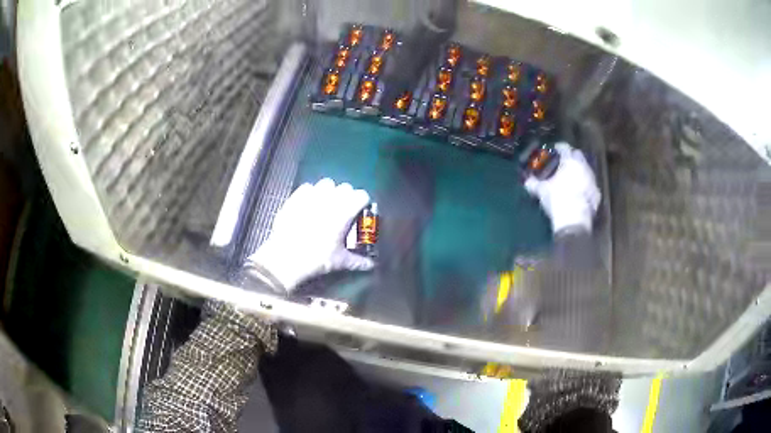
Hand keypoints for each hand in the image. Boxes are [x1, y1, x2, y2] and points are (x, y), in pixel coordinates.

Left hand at [246, 178, 374, 290]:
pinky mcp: (295, 198)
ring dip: (330, 191)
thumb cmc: (316, 259)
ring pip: (326, 183)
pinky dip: (312, 193)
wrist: (285, 258)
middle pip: (345, 187)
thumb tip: (371, 265)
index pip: (361, 195)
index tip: (361, 211)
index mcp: (343, 212)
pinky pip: (308, 187)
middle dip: (348, 196)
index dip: (363, 202)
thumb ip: (358, 261)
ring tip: (327, 204)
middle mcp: (329, 199)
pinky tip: (309, 204)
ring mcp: (311, 196)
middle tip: (345, 210)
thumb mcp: (339, 262)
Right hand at [524, 143, 600, 233]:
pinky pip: (590, 185)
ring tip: (571, 178)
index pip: (565, 147)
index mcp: (569, 161)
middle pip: (578, 155)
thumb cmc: (557, 199)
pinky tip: (579, 192)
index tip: (554, 150)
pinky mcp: (596, 194)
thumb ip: (533, 183)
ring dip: (579, 171)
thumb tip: (526, 181)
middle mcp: (583, 166)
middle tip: (564, 162)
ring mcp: (592, 180)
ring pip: (586, 169)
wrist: (574, 220)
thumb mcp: (541, 191)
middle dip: (572, 156)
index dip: (559, 147)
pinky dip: (585, 185)